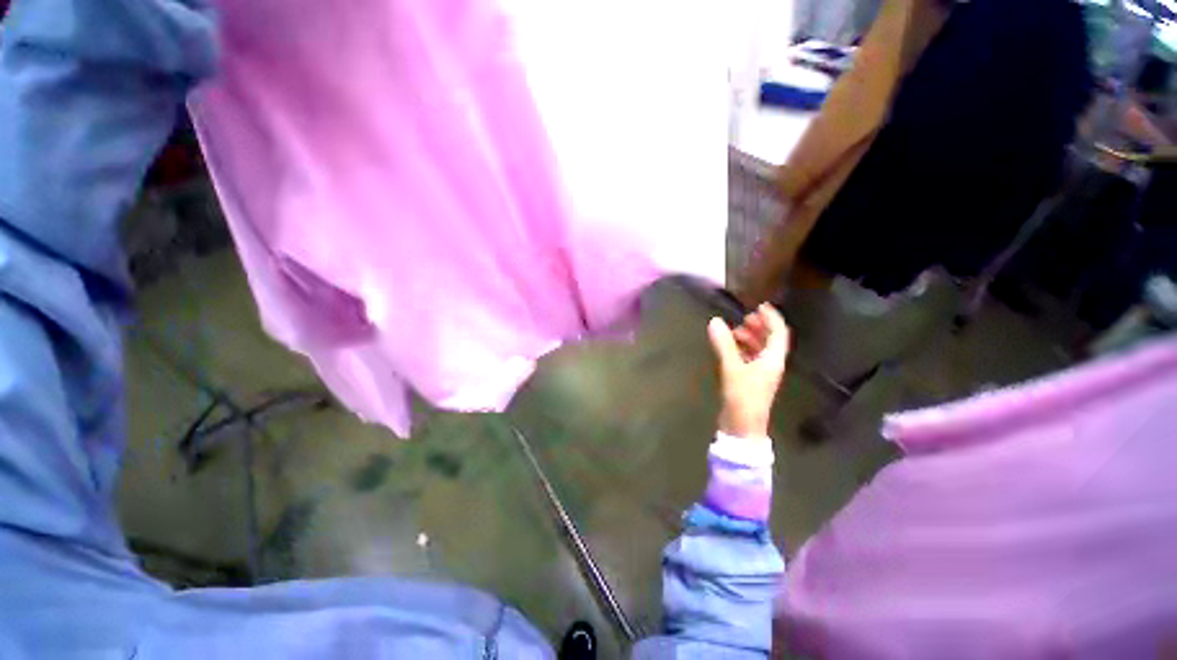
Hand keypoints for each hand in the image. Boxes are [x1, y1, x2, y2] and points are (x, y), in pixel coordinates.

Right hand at [707, 304, 789, 438]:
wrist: (743, 430)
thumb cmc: (743, 398)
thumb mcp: (733, 369)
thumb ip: (724, 345)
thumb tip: (715, 321)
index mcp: (774, 359)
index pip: (779, 331)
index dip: (771, 317)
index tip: (759, 305)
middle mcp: (772, 365)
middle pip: (772, 339)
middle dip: (760, 326)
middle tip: (745, 318)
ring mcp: (763, 375)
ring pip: (762, 349)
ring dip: (752, 338)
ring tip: (735, 332)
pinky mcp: (754, 383)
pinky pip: (753, 360)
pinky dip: (745, 350)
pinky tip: (732, 349)